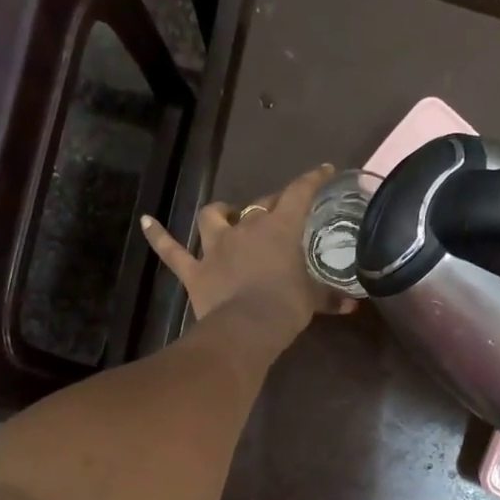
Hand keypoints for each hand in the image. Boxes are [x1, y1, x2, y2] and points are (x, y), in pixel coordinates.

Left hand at [140, 164, 357, 336]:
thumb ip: (331, 298)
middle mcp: (246, 228)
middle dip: (272, 203)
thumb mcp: (313, 300)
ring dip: (220, 213)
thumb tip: (353, 305)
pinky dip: (158, 236)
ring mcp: (215, 247)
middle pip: (260, 204)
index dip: (313, 179)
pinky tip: (145, 221)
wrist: (247, 329)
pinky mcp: (194, 269)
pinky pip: (171, 250)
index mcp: (279, 228)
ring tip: (225, 214)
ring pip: (213, 217)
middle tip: (282, 211)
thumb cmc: (285, 307)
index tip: (324, 170)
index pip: (300, 193)